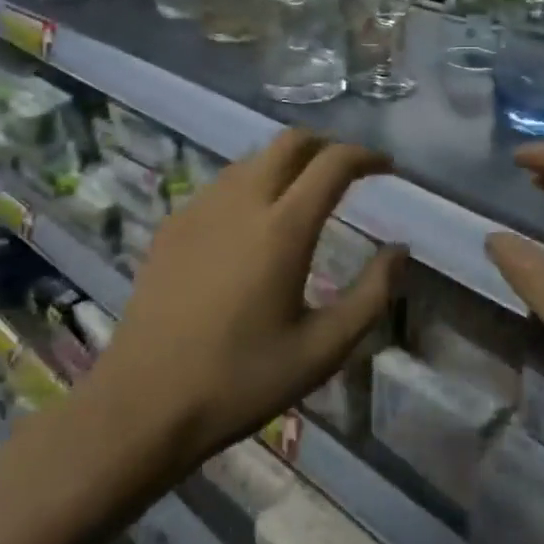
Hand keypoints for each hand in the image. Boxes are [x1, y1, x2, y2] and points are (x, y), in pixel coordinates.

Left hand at [89, 131, 404, 473]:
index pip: (333, 163)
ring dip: (287, 162)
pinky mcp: (173, 224)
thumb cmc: (241, 380)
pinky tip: (253, 222)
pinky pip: (222, 184)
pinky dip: (252, 184)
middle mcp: (242, 201)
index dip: (366, 156)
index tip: (386, 167)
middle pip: (290, 141)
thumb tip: (400, 250)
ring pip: (253, 158)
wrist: (144, 402)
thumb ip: (372, 295)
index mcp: (283, 228)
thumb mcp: (322, 349)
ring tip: (305, 193)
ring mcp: (201, 208)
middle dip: (326, 144)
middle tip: (348, 170)